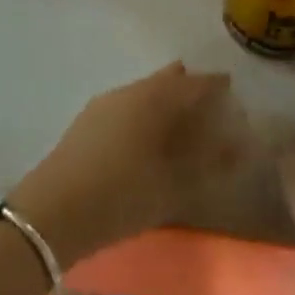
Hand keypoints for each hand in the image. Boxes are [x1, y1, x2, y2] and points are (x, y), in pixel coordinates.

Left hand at [9, 62, 243, 267]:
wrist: (53, 212)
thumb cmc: (122, 195)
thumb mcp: (176, 185)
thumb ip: (212, 162)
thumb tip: (242, 144)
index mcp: (154, 98)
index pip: (195, 82)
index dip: (217, 86)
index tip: (235, 93)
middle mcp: (129, 91)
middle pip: (167, 81)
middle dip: (190, 90)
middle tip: (212, 108)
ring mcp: (103, 104)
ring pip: (144, 93)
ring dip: (166, 103)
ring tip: (184, 126)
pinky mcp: (87, 122)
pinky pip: (127, 107)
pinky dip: (145, 115)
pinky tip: (148, 139)